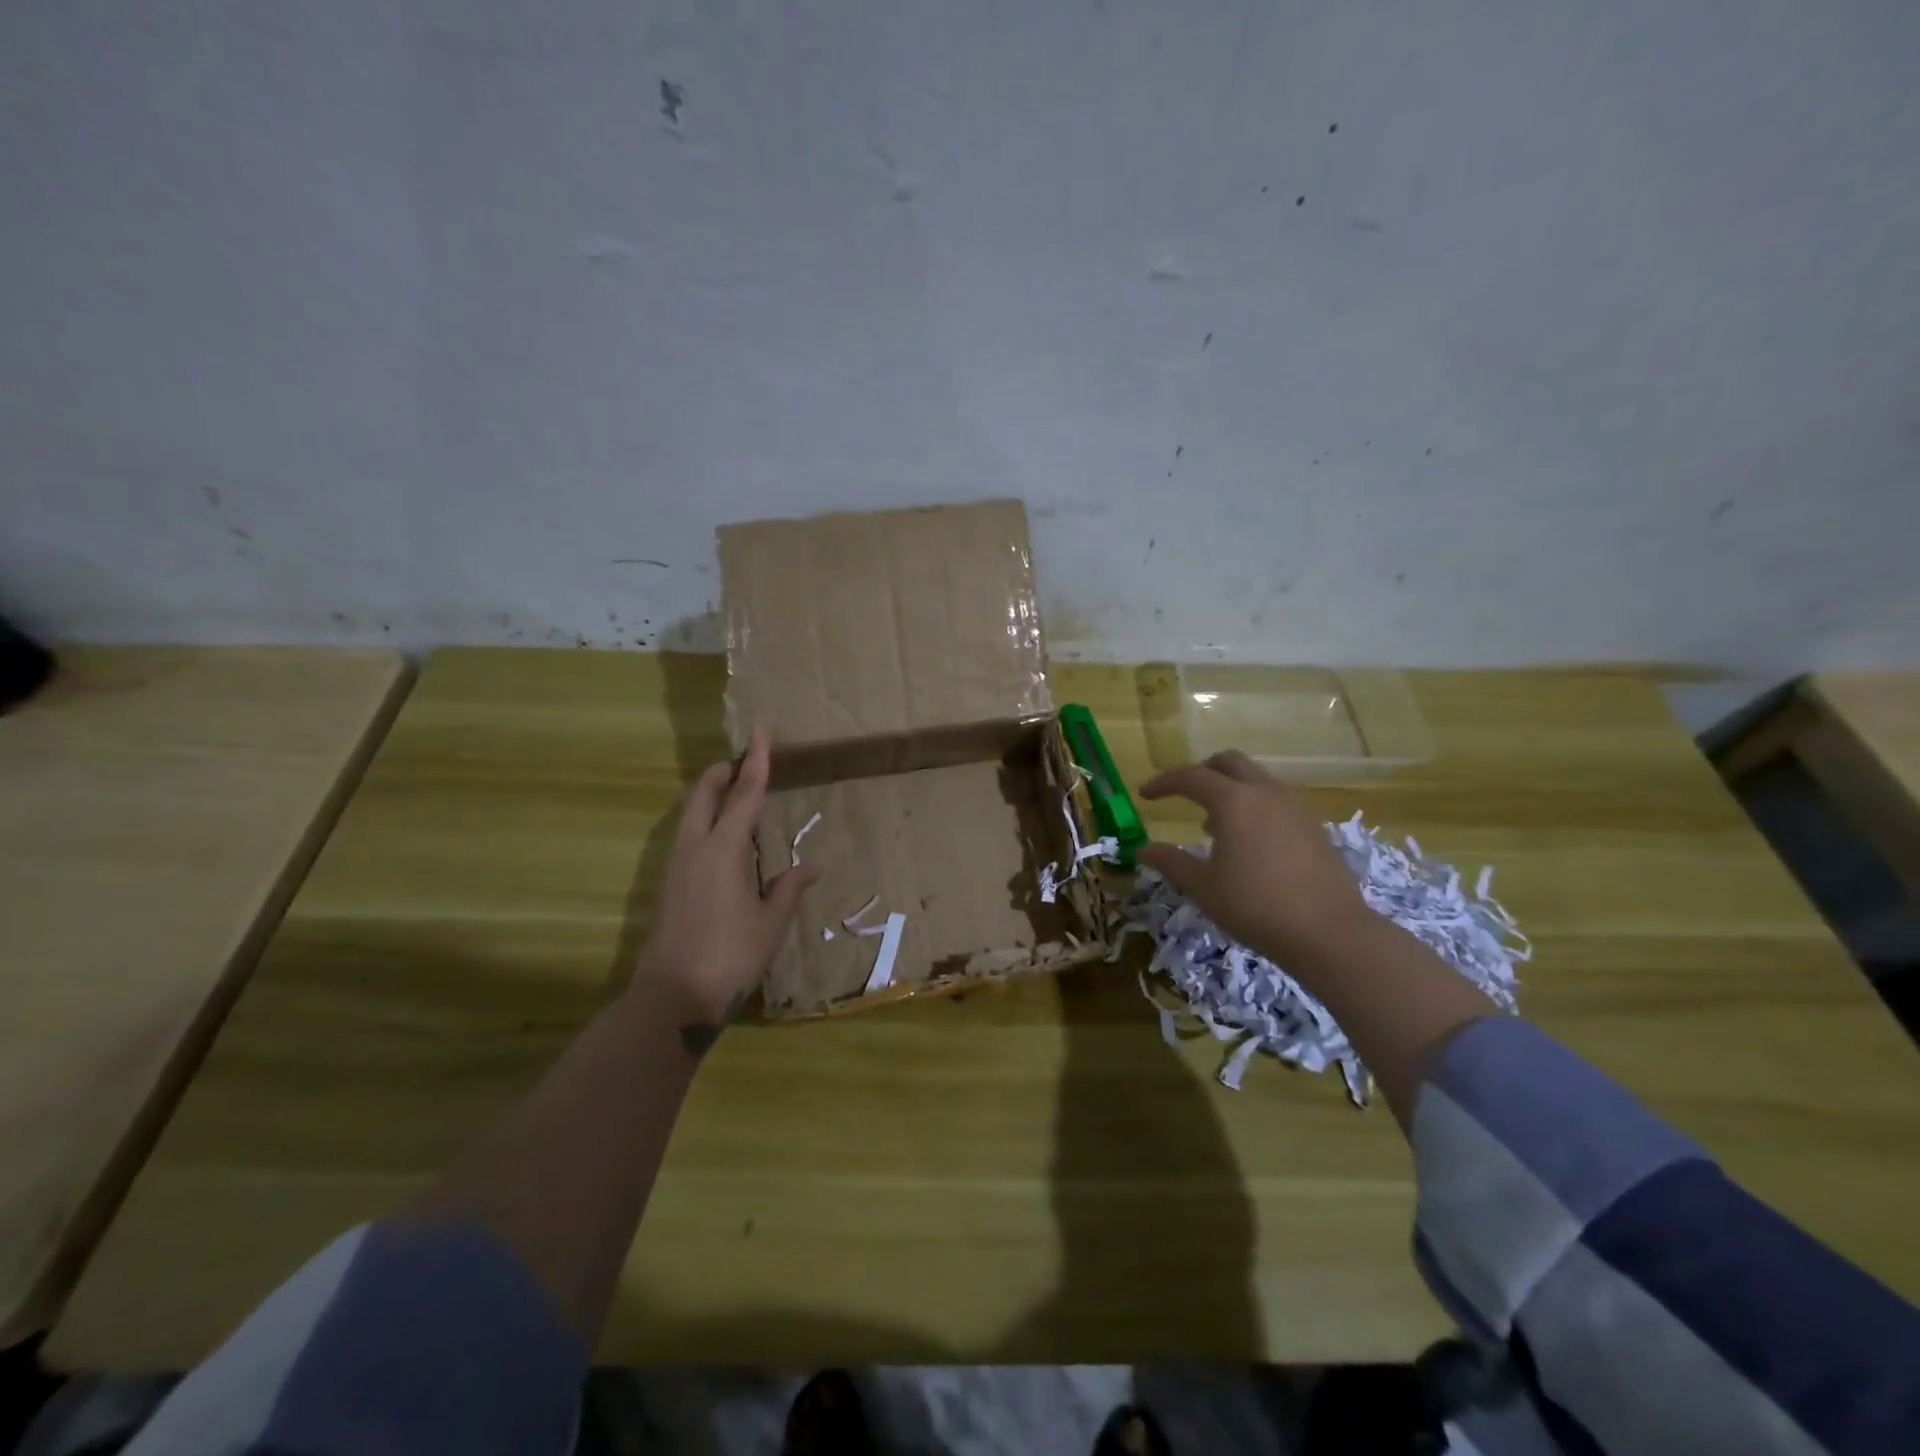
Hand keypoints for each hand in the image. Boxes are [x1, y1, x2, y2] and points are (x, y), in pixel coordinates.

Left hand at [636, 728, 817, 1040]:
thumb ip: (789, 888)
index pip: (744, 795)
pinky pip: (687, 838)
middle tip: (741, 762)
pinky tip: (720, 842)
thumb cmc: (731, 955)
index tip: (761, 734)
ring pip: (690, 817)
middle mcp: (694, 849)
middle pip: (704, 796)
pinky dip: (703, 824)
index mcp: (724, 851)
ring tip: (732, 796)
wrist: (673, 997)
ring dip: (709, 798)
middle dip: (721, 774)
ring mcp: (675, 868)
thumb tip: (811, 865)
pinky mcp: (668, 887)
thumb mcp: (772, 923)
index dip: (756, 763)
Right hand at [1137, 750, 1371, 964]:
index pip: (1190, 777)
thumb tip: (1142, 850)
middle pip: (1228, 762)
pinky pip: (1275, 799)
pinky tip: (1248, 841)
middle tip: (1183, 793)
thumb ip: (1170, 862)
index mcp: (1234, 801)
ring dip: (1230, 788)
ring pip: (1256, 778)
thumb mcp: (1203, 887)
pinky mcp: (1313, 825)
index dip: (1164, 782)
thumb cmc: (1256, 907)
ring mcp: (1295, 806)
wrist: (1330, 932)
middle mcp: (1265, 792)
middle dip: (1201, 771)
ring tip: (1213, 823)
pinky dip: (1253, 805)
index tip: (1145, 794)